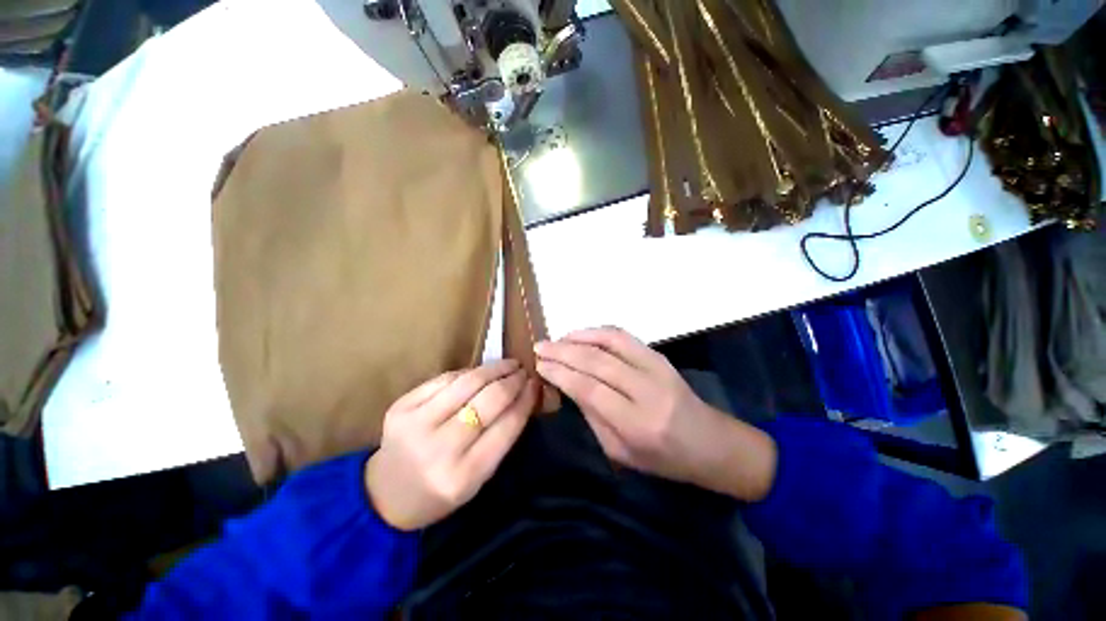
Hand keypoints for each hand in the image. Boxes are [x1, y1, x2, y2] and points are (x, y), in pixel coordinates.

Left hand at [365, 359, 538, 530]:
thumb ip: (501, 438)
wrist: (385, 495)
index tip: (536, 385)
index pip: (506, 426)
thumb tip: (524, 396)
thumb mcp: (478, 479)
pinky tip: (480, 372)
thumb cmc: (440, 492)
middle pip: (488, 400)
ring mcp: (415, 424)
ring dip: (494, 369)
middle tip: (524, 371)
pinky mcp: (401, 406)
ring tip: (509, 364)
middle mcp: (439, 449)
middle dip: (512, 380)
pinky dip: (468, 372)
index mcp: (463, 477)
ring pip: (467, 382)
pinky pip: (445, 379)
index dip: (525, 400)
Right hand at [535, 327, 776, 501]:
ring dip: (579, 337)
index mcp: (637, 424)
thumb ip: (592, 415)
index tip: (539, 364)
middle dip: (563, 352)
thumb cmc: (662, 458)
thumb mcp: (620, 451)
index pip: (589, 389)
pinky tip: (582, 335)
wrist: (710, 443)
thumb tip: (567, 383)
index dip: (560, 373)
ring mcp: (657, 367)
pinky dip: (599, 331)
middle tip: (540, 347)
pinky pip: (624, 336)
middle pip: (597, 362)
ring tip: (557, 339)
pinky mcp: (660, 356)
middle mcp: (648, 390)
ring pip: (610, 342)